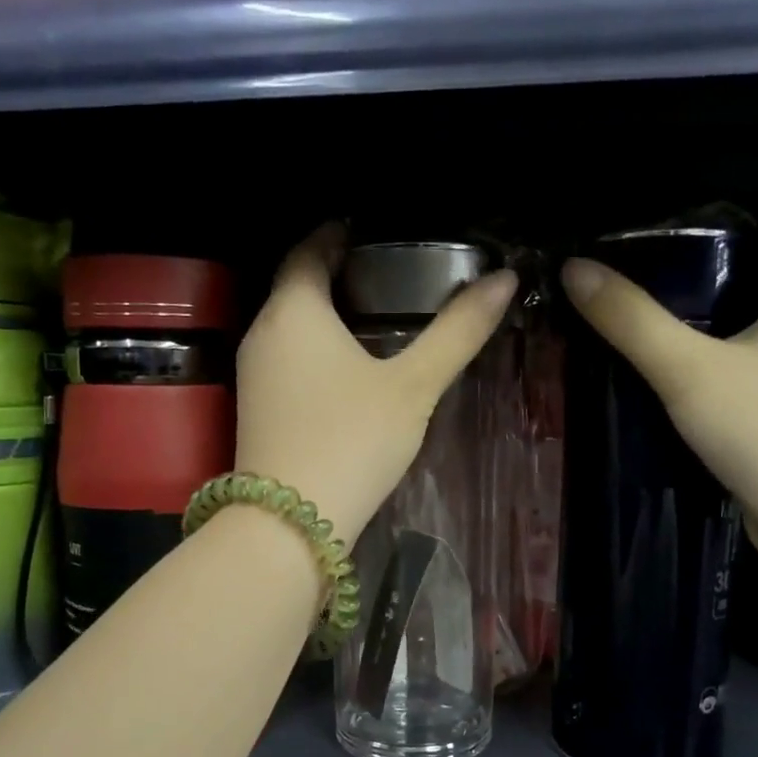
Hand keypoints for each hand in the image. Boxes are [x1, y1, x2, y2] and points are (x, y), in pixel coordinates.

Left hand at [236, 224, 517, 544]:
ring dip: (326, 317)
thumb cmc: (352, 440)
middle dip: (337, 275)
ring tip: (376, 319)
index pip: (309, 249)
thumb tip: (504, 280)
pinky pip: (287, 362)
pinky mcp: (255, 410)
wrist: (290, 525)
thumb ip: (457, 332)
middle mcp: (263, 332)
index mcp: (294, 309)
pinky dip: (315, 352)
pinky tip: (348, 372)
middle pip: (297, 287)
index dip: (338, 234)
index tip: (372, 231)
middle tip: (388, 275)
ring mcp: (253, 374)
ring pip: (291, 328)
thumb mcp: (414, 386)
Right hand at [561, 244, 757, 562]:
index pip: (751, 248)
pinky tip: (686, 403)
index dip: (695, 256)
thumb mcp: (686, 371)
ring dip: (709, 351)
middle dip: (694, 308)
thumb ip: (630, 320)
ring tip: (648, 359)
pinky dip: (728, 386)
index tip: (641, 276)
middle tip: (633, 320)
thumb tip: (574, 269)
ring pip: (756, 345)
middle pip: (749, 297)